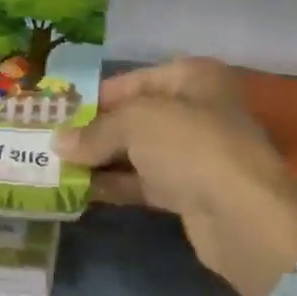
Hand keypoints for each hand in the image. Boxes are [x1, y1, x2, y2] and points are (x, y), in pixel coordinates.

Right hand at [54, 58, 296, 295]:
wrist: (245, 218)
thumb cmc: (191, 146)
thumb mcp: (135, 123)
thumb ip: (95, 131)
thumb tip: (57, 143)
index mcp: (192, 77)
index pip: (131, 81)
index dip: (94, 96)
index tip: (58, 112)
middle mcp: (196, 109)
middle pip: (135, 116)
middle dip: (95, 130)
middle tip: (52, 141)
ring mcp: (195, 153)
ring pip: (138, 151)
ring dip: (101, 160)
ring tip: (57, 166)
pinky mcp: (192, 192)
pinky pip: (145, 182)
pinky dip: (117, 184)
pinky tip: (82, 190)